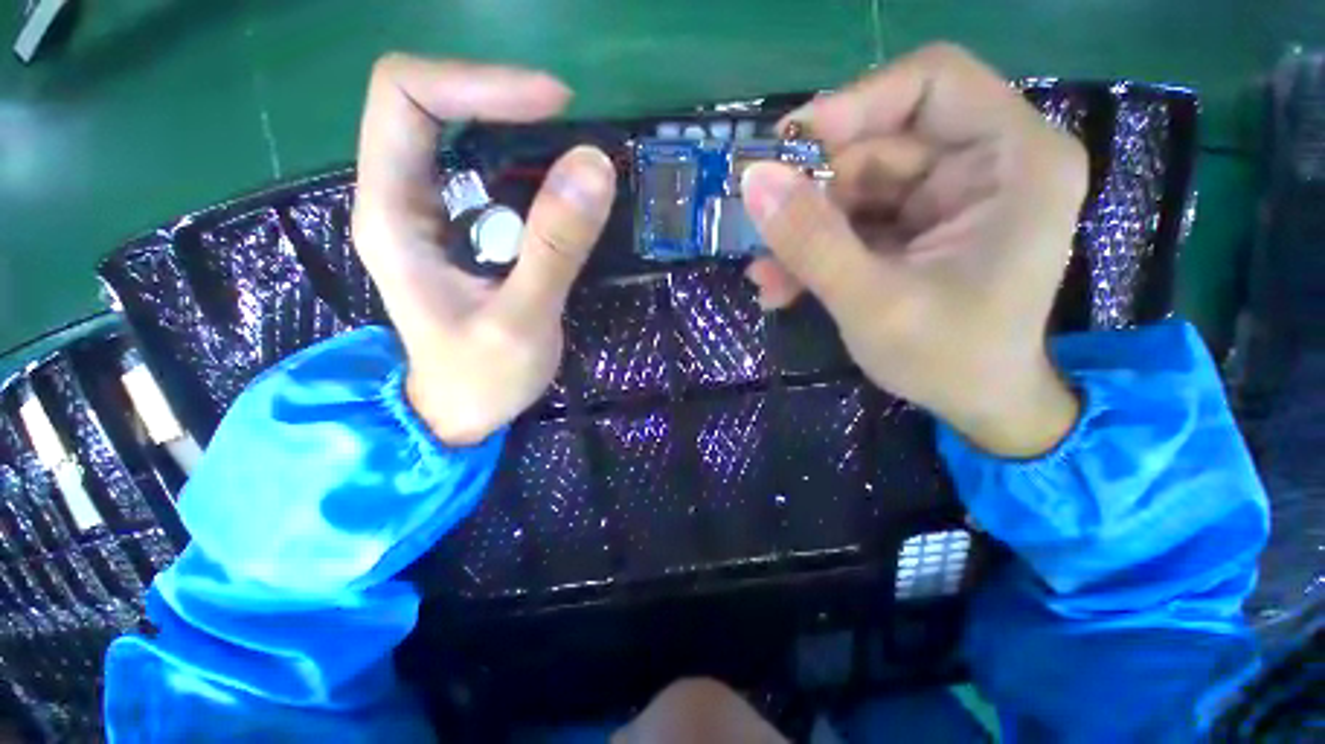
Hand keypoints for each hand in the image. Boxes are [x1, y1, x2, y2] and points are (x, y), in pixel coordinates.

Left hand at [352, 55, 615, 444]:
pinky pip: (482, 174)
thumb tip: (594, 167)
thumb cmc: (481, 379)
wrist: (460, 412)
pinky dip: (523, 168)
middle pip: (426, 103)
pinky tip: (557, 193)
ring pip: (455, 134)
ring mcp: (427, 214)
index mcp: (392, 214)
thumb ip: (555, 249)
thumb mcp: (522, 321)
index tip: (555, 106)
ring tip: (571, 161)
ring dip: (515, 133)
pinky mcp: (457, 231)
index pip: (406, 98)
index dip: (477, 82)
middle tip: (567, 125)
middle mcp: (398, 199)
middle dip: (498, 99)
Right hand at [741, 44, 1086, 456]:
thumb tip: (754, 181)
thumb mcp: (874, 304)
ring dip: (804, 232)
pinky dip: (815, 250)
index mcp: (1014, 160)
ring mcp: (947, 197)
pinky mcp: (916, 227)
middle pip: (879, 142)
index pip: (930, 82)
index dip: (852, 105)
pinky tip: (781, 285)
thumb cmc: (948, 361)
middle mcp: (985, 164)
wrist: (976, 406)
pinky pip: (853, 221)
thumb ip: (813, 242)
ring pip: (854, 188)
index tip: (785, 149)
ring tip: (768, 277)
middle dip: (813, 193)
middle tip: (764, 232)